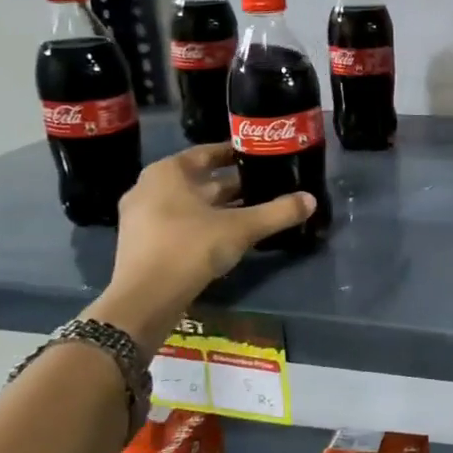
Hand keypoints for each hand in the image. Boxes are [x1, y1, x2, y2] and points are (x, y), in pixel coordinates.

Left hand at [107, 144, 314, 312]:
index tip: (260, 157)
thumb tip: (311, 200)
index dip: (235, 154)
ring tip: (254, 210)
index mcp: (167, 173)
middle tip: (266, 185)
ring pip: (190, 204)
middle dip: (233, 184)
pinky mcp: (143, 243)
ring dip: (220, 207)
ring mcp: (141, 217)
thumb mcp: (241, 228)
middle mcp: (149, 188)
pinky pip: (179, 223)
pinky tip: (229, 235)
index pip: (207, 153)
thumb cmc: (190, 248)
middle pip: (199, 180)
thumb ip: (277, 212)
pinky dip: (204, 224)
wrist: (144, 300)